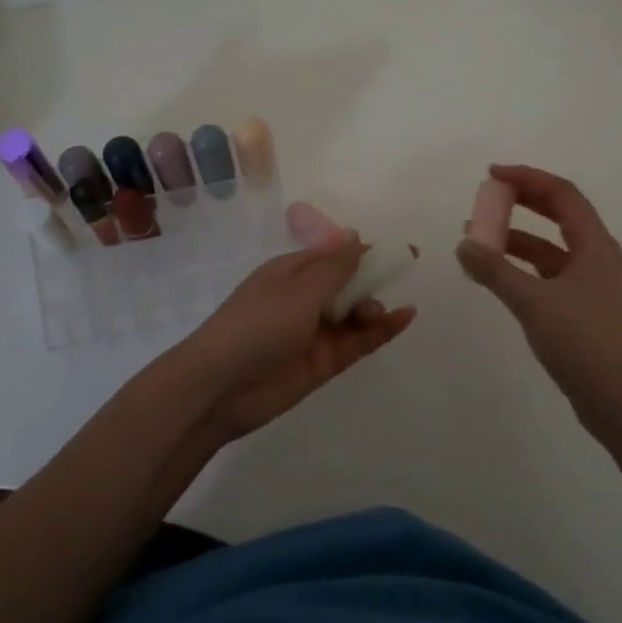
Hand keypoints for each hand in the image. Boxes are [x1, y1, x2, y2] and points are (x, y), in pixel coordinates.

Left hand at [167, 232, 415, 442]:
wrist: (219, 388)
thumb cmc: (257, 325)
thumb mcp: (299, 290)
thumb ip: (334, 266)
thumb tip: (354, 234)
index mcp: (291, 272)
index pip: (333, 255)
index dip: (365, 251)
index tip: (400, 250)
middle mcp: (303, 299)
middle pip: (347, 283)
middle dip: (372, 279)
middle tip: (401, 276)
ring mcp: (313, 333)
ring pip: (354, 314)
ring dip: (372, 307)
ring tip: (376, 312)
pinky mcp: (322, 363)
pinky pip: (356, 342)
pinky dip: (379, 331)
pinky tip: (402, 319)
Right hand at [457, 165, 621, 439]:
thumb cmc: (583, 341)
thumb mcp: (533, 302)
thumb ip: (495, 271)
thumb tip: (463, 244)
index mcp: (595, 244)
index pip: (561, 194)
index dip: (526, 178)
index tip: (491, 174)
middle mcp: (597, 257)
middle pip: (558, 215)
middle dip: (521, 203)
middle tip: (486, 198)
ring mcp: (592, 285)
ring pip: (550, 248)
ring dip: (517, 239)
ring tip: (478, 239)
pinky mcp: (583, 310)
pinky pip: (548, 275)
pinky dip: (522, 269)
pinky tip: (497, 277)